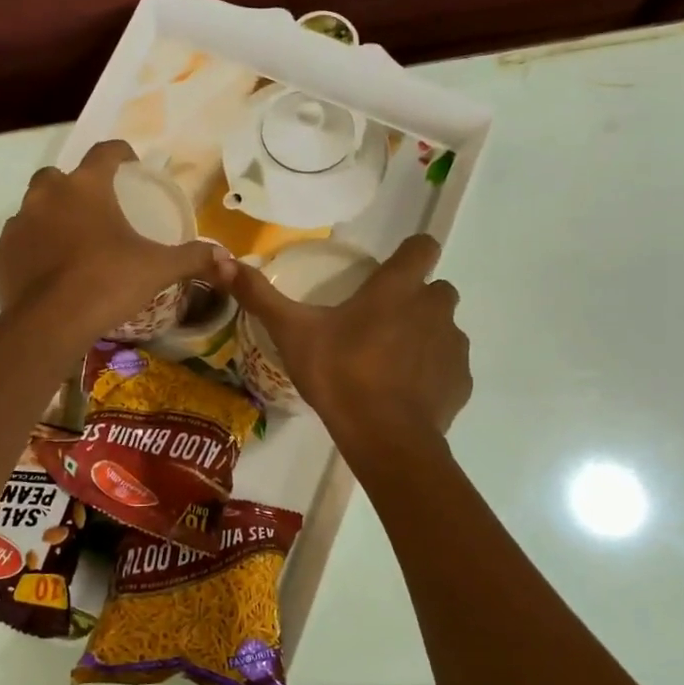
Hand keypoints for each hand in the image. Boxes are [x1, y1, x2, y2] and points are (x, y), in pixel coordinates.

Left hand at [0, 140, 231, 341]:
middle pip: (59, 177)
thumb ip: (193, 258)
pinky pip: (16, 246)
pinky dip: (29, 254)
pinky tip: (45, 275)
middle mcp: (46, 196)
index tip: (131, 164)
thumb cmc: (109, 283)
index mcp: (86, 187)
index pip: (104, 151)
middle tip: (96, 212)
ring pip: (32, 211)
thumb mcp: (158, 269)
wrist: (51, 324)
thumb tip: (227, 258)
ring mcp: (16, 225)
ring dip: (50, 221)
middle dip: (75, 188)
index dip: (120, 153)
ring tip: (70, 247)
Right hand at [231, 234, 470, 443]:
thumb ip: (260, 296)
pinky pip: (448, 366)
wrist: (385, 438)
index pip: (422, 246)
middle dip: (415, 300)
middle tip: (380, 323)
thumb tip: (222, 261)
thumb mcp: (292, 333)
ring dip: (424, 336)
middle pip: (436, 289)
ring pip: (444, 328)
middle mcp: (434, 308)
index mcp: (398, 288)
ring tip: (390, 363)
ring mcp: (453, 345)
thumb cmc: (340, 374)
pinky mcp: (461, 381)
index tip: (390, 270)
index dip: (410, 253)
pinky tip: (405, 393)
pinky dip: (432, 373)